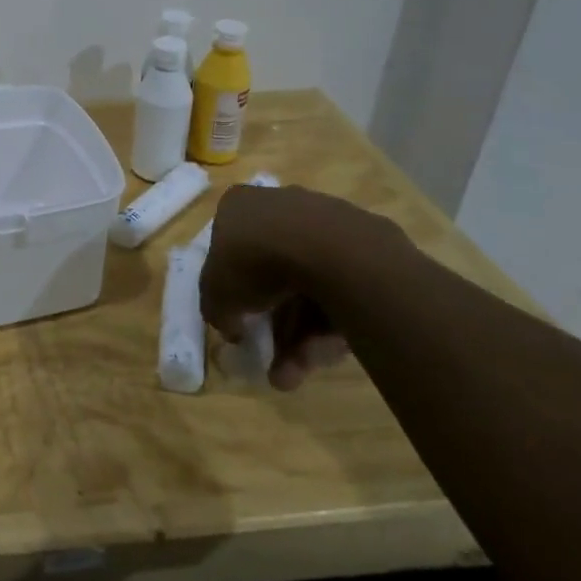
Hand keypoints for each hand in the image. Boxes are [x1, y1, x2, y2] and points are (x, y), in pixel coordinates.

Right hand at [199, 184, 404, 390]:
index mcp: (241, 205)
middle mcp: (283, 205)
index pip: (230, 246)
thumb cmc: (256, 260)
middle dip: (274, 324)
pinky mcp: (365, 246)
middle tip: (272, 360)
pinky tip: (325, 354)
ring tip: (295, 375)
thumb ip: (217, 310)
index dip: (233, 287)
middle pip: (273, 273)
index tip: (241, 318)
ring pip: (309, 288)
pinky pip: (340, 290)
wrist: (331, 251)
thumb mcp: (216, 292)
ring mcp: (327, 224)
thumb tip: (232, 326)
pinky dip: (331, 325)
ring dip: (301, 337)